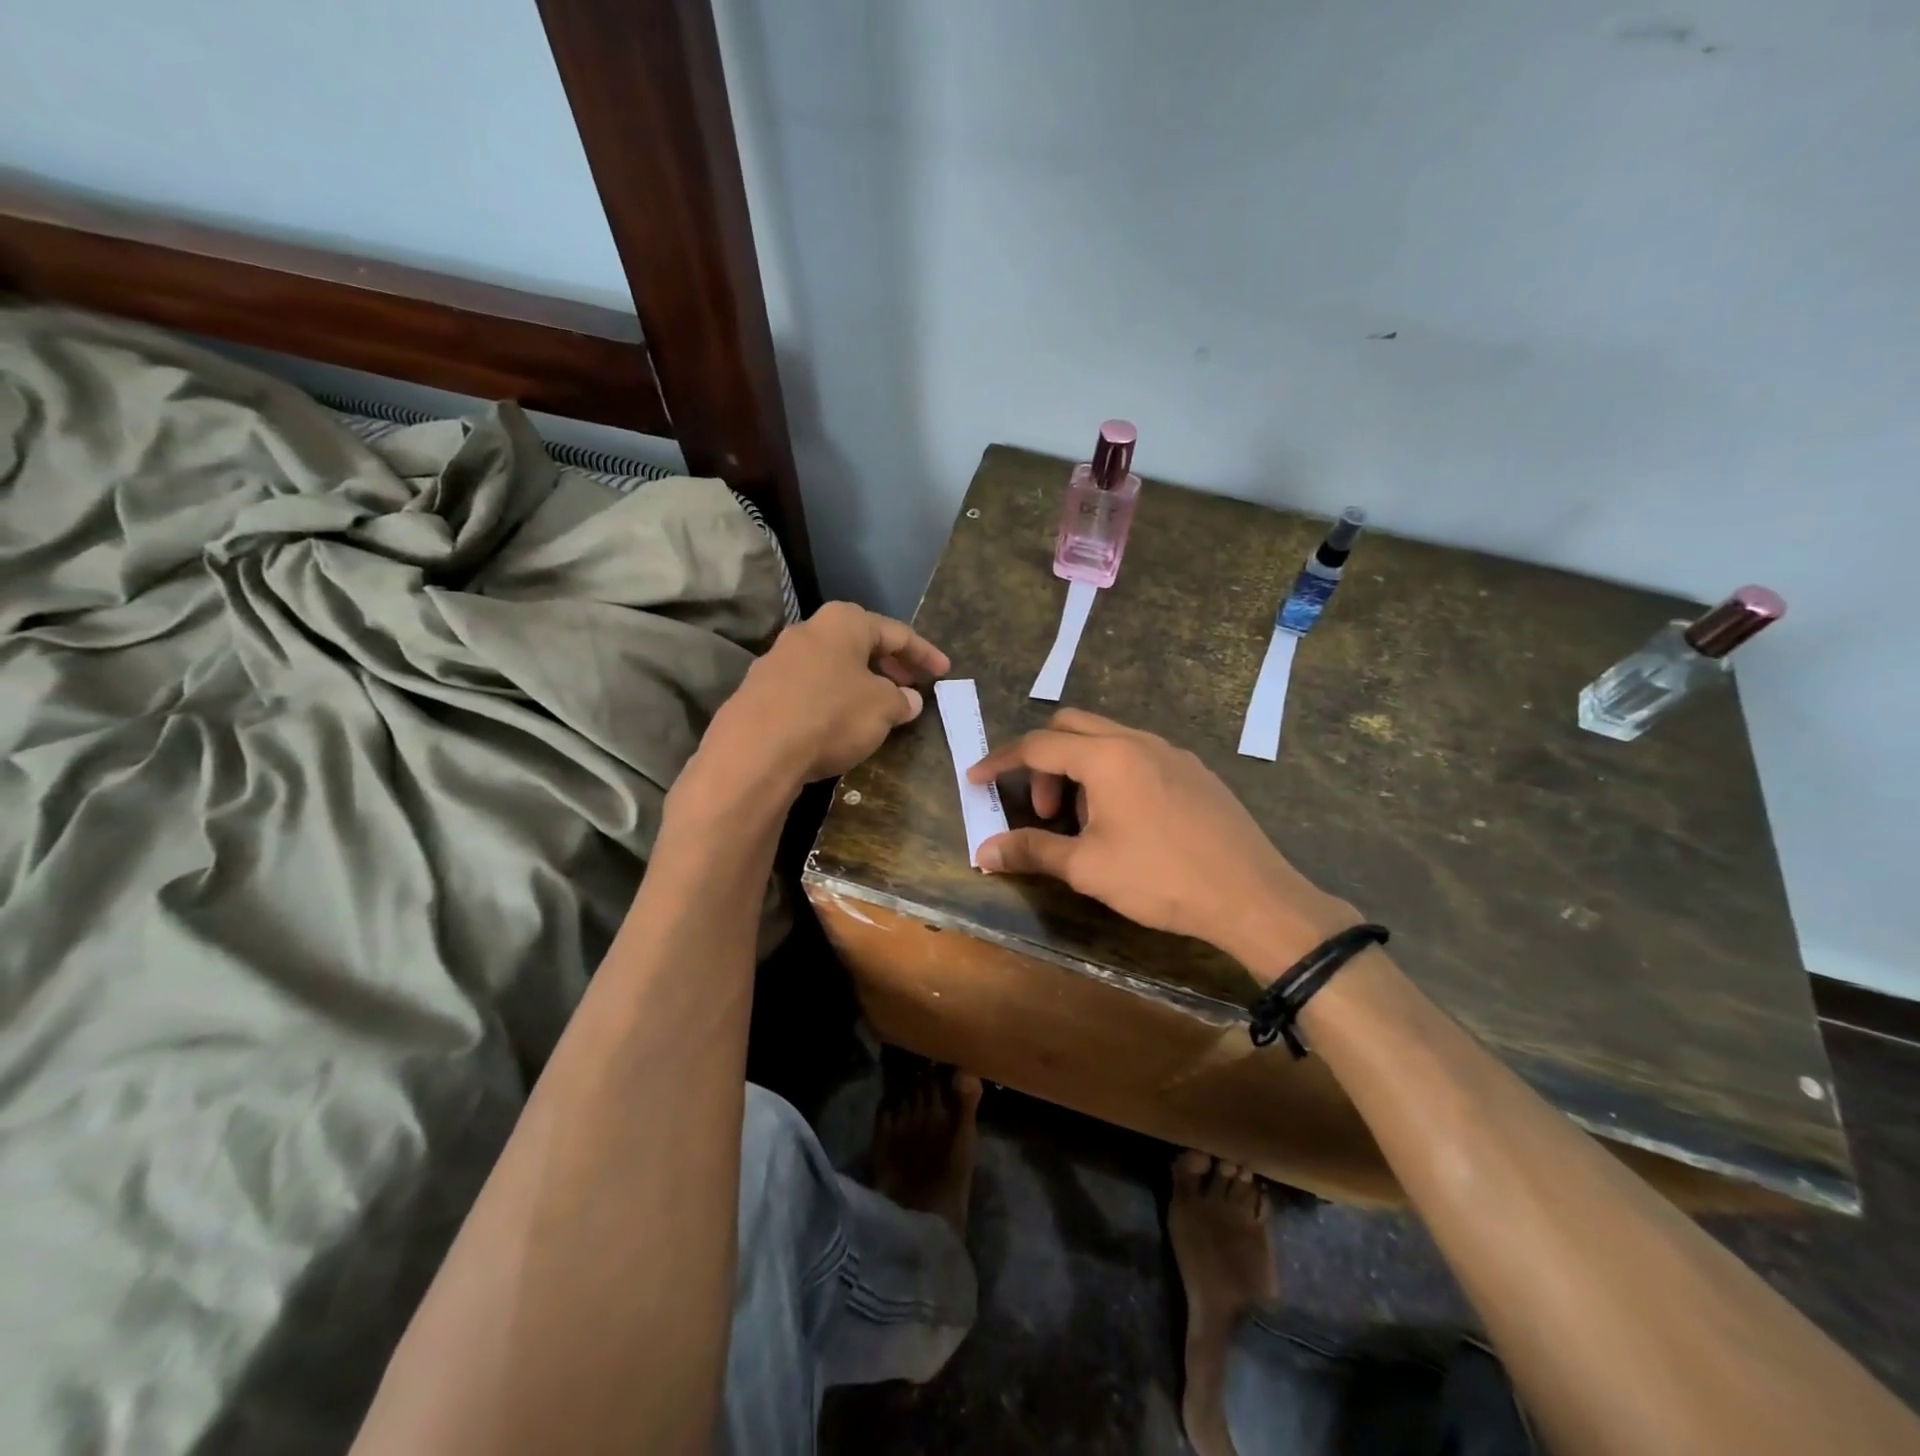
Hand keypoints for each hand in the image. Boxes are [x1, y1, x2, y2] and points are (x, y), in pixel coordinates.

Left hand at [698, 602, 949, 792]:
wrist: (755, 751)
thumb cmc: (831, 716)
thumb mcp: (882, 709)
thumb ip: (901, 700)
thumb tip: (908, 700)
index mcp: (843, 622)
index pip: (896, 632)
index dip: (924, 653)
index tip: (944, 671)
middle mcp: (808, 631)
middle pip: (859, 643)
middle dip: (889, 664)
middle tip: (910, 686)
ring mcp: (778, 659)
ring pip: (832, 665)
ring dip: (859, 682)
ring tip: (877, 706)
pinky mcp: (759, 691)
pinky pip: (808, 687)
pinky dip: (831, 698)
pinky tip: (838, 722)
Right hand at [967, 710, 1355, 979]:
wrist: (1252, 896)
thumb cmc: (1160, 879)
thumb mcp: (1087, 868)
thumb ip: (1031, 850)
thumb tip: (983, 851)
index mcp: (1107, 757)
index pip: (1037, 745)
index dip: (1000, 761)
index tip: (975, 779)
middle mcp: (1138, 740)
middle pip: (1072, 727)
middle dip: (1043, 760)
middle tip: (1042, 808)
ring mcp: (1171, 752)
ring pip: (1107, 739)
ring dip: (1079, 768)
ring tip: (1084, 822)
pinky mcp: (1194, 771)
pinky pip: (1138, 754)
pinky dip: (1112, 773)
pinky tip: (1125, 821)